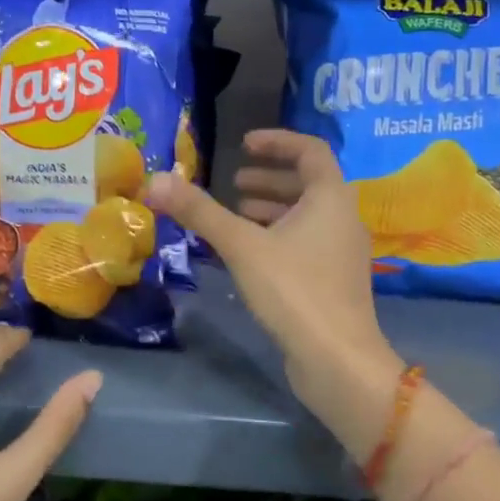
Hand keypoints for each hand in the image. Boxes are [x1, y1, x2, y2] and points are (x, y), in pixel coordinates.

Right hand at [146, 130, 402, 455]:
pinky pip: (307, 243)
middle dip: (270, 179)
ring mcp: (343, 252)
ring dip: (274, 209)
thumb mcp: (242, 246)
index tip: (244, 144)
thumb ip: (201, 212)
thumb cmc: (294, 290)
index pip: (310, 150)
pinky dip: (280, 236)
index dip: (277, 141)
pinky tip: (250, 254)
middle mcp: (344, 218)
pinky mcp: (335, 281)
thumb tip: (155, 180)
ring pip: (308, 216)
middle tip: (234, 183)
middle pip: (310, 184)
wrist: (337, 359)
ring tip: (238, 212)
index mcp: (332, 197)